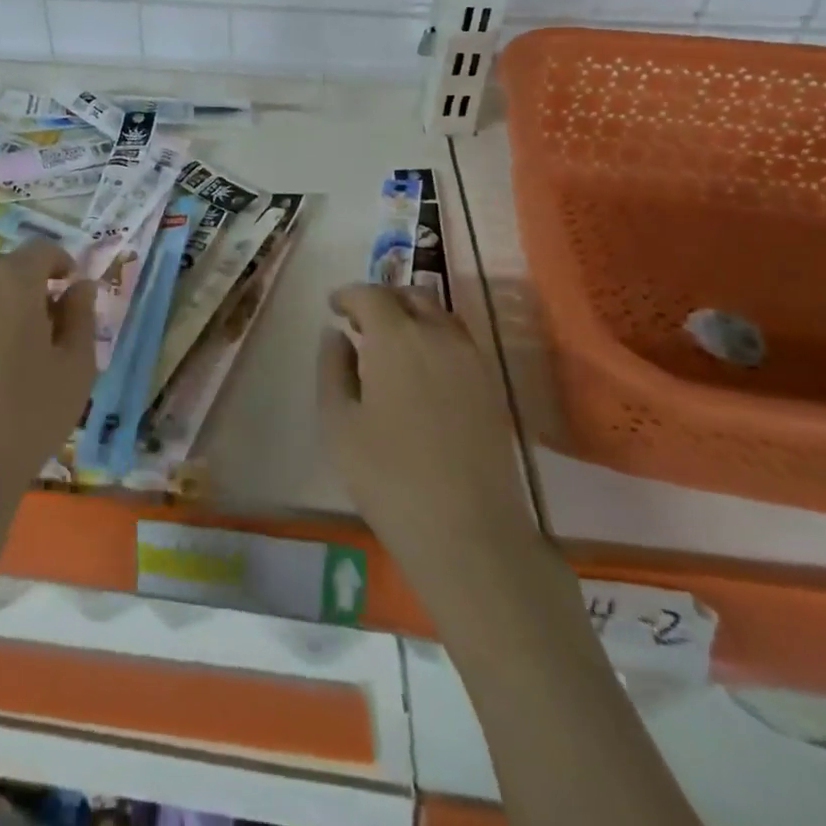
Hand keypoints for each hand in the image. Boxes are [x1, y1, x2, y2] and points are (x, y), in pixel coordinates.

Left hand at [0, 240, 97, 501]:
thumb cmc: (24, 417)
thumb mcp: (76, 369)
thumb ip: (82, 317)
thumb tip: (79, 287)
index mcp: (11, 280)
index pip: (41, 251)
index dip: (60, 265)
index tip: (70, 292)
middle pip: (4, 270)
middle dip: (26, 289)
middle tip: (42, 332)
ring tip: (2, 357)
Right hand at [318, 283, 535, 612]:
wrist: (469, 532)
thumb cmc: (388, 476)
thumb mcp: (339, 422)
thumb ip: (332, 368)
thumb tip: (336, 335)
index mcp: (396, 336)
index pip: (370, 294)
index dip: (348, 295)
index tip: (333, 307)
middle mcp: (438, 335)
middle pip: (411, 296)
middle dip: (382, 300)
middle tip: (360, 323)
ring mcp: (472, 360)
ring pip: (439, 316)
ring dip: (412, 316)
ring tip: (389, 345)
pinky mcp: (492, 386)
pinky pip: (459, 342)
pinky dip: (435, 338)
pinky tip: (420, 371)